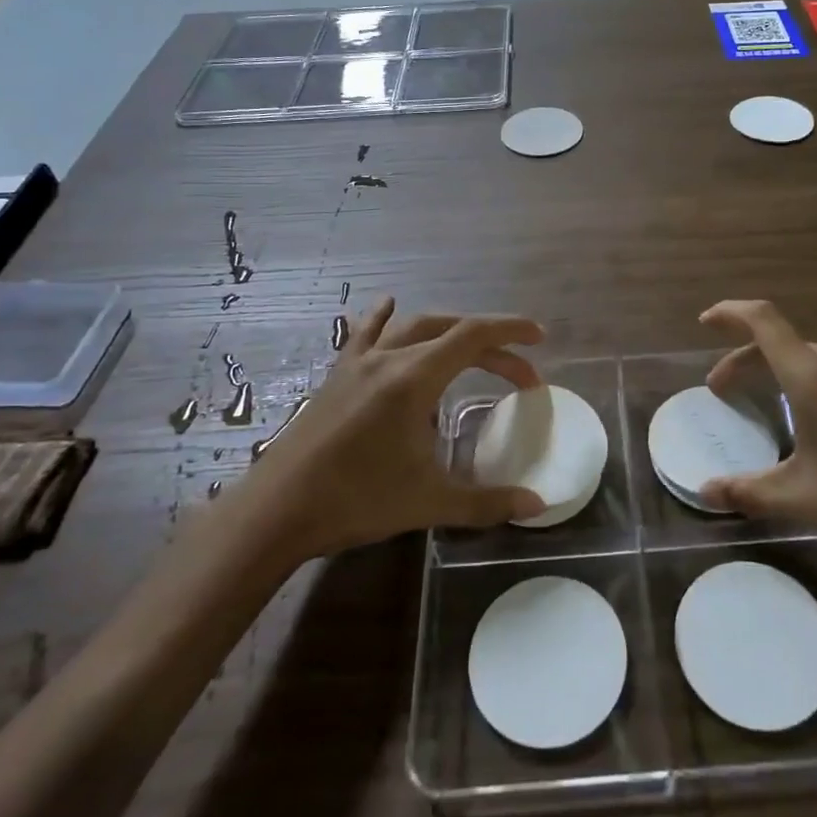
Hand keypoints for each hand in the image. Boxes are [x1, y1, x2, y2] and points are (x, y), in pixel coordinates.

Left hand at [260, 297, 547, 556]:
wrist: (276, 510)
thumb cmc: (356, 500)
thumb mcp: (429, 502)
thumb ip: (487, 501)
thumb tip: (538, 505)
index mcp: (414, 378)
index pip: (473, 336)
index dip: (511, 331)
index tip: (539, 338)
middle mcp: (389, 358)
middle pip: (450, 331)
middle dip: (491, 345)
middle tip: (518, 374)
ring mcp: (358, 362)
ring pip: (412, 326)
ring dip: (449, 331)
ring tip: (473, 349)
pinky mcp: (337, 375)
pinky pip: (366, 333)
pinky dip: (385, 319)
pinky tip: (388, 305)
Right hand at [697, 300, 816, 558]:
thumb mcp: (806, 499)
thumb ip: (749, 492)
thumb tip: (704, 492)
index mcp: (811, 377)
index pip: (762, 322)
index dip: (730, 313)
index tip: (706, 322)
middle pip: (783, 343)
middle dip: (748, 361)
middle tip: (728, 391)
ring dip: (792, 360)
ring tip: (787, 387)